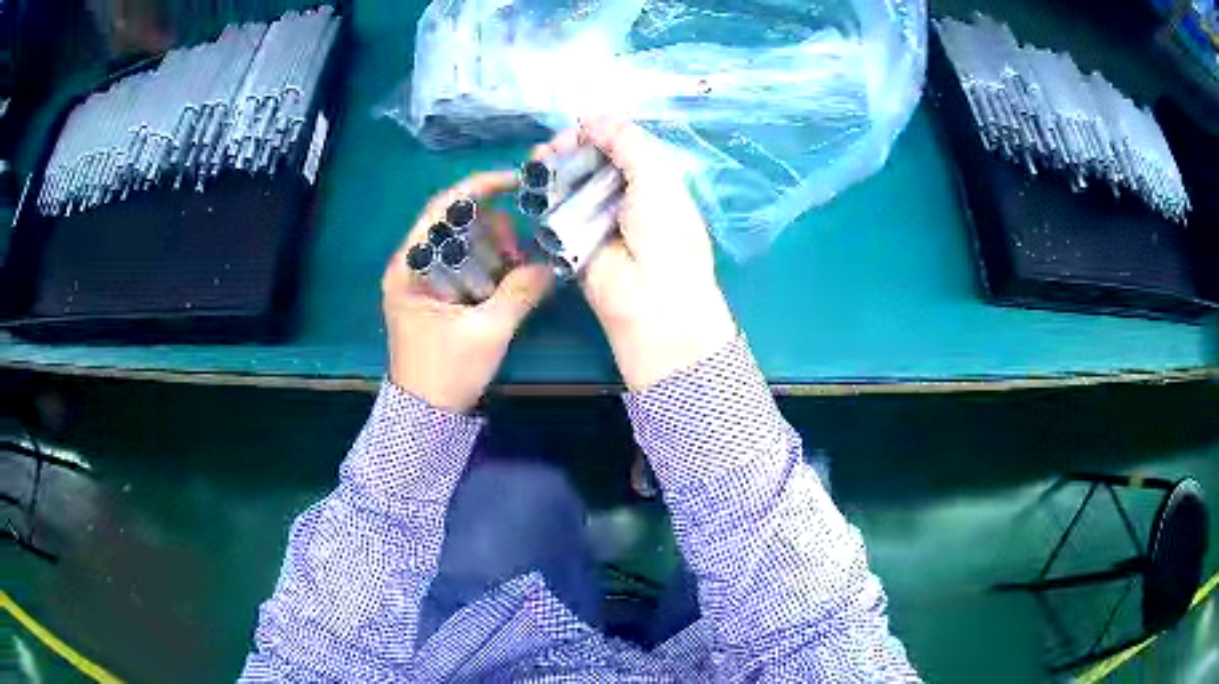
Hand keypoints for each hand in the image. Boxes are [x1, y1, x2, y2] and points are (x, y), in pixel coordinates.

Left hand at [382, 172, 553, 411]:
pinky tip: (507, 280)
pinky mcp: (432, 295)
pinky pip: (462, 265)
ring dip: (492, 248)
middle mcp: (410, 265)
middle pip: (454, 222)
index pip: (442, 207)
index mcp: (410, 266)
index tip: (515, 181)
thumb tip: (551, 265)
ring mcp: (419, 280)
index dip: (479, 187)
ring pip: (460, 243)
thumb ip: (520, 293)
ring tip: (517, 268)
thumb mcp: (487, 332)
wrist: (424, 416)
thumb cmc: (446, 372)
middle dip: (492, 227)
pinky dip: (486, 266)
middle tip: (520, 249)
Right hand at [534, 120, 735, 390]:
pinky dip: (543, 196)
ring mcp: (595, 219)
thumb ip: (628, 142)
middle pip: (592, 163)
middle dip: (572, 149)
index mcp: (653, 182)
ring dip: (554, 169)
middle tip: (554, 148)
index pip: (622, 148)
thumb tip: (595, 118)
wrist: (649, 299)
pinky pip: (554, 212)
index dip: (600, 134)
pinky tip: (533, 184)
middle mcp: (624, 198)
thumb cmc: (664, 234)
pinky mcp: (570, 241)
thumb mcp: (656, 177)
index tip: (579, 128)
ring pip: (570, 184)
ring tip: (539, 161)